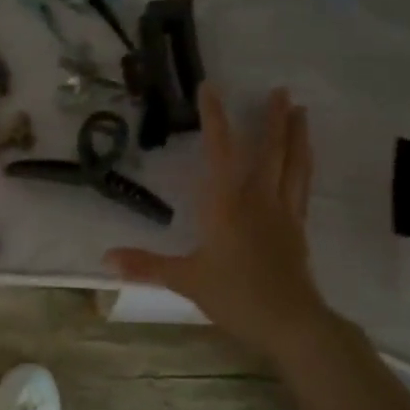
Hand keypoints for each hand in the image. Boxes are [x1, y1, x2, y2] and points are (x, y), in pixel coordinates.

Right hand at [105, 84, 328, 360]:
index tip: (211, 87)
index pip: (220, 152)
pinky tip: (304, 162)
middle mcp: (259, 200)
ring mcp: (283, 213)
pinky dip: (304, 167)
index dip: (215, 118)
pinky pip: (302, 187)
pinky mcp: (298, 229)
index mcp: (227, 205)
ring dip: (297, 136)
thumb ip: (146, 265)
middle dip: (274, 119)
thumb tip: (105, 258)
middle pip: (270, 151)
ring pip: (293, 165)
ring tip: (303, 112)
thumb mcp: (186, 280)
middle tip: (281, 90)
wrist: (289, 322)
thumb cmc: (235, 295)